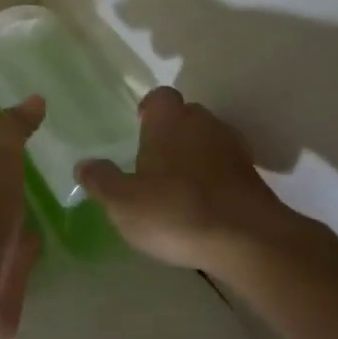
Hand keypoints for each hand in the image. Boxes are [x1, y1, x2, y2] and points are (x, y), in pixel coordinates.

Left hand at [0, 95, 44, 338]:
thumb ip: (13, 130)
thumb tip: (34, 97)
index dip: (2, 138)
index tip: (32, 126)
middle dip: (12, 172)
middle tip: (50, 155)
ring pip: (5, 216)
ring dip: (21, 206)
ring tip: (56, 189)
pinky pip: (18, 248)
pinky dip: (30, 238)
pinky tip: (50, 230)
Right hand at [76, 87, 300, 275]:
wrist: (248, 241)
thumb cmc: (176, 211)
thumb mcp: (123, 202)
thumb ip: (101, 181)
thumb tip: (83, 165)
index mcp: (170, 122)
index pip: (160, 97)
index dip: (149, 109)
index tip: (139, 125)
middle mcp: (204, 125)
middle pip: (187, 116)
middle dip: (171, 131)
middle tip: (153, 159)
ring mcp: (233, 150)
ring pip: (208, 141)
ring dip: (194, 155)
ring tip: (176, 184)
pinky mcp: (253, 178)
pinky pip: (226, 167)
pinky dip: (214, 178)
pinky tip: (201, 204)